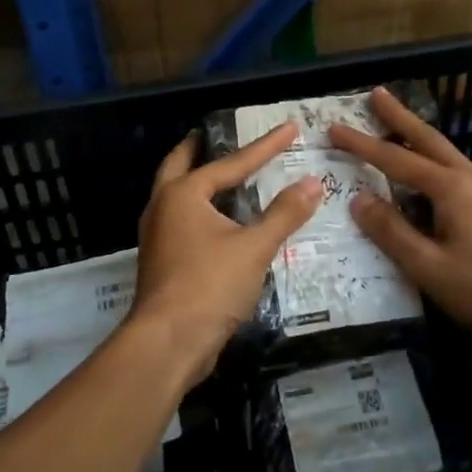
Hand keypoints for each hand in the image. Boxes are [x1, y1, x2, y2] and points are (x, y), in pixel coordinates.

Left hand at [131, 124, 321, 380]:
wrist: (168, 343)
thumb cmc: (209, 285)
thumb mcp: (255, 247)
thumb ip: (285, 213)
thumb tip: (313, 182)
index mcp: (183, 194)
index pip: (232, 163)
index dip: (265, 146)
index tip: (290, 128)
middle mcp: (162, 207)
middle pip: (179, 166)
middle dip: (197, 149)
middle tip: (211, 134)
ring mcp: (157, 236)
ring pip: (175, 196)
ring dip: (195, 181)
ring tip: (219, 174)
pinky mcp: (161, 262)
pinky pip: (180, 222)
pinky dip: (199, 210)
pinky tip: (218, 221)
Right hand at [331, 87, 471, 350]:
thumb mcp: (430, 268)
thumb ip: (392, 232)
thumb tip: (359, 200)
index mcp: (452, 188)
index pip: (396, 158)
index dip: (362, 144)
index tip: (334, 127)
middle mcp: (471, 178)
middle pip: (428, 138)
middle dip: (399, 116)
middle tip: (376, 93)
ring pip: (445, 153)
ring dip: (418, 136)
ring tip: (396, 127)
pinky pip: (457, 171)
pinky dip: (433, 160)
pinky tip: (429, 175)